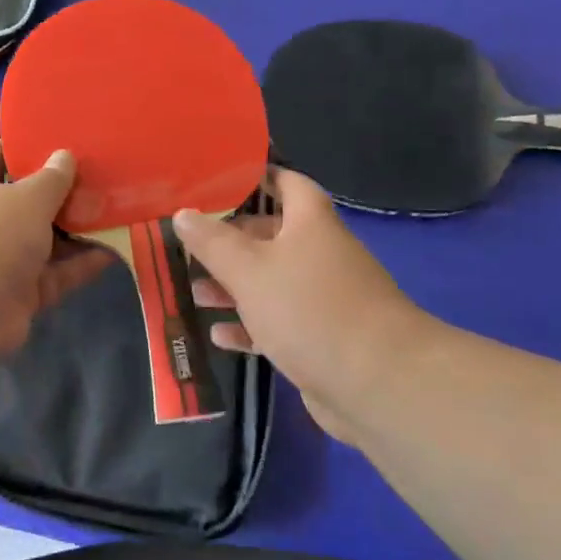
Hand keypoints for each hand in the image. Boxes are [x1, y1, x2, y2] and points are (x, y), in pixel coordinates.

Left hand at [0, 141, 110, 362]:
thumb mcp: (28, 196)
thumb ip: (52, 178)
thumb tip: (64, 156)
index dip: (18, 149)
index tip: (52, 142)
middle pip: (25, 202)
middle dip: (59, 194)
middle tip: (98, 179)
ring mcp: (2, 261)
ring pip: (45, 241)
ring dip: (77, 231)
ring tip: (114, 213)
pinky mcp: (21, 294)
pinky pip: (56, 275)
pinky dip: (81, 265)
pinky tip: (113, 252)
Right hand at [173, 170, 441, 446]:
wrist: (378, 383)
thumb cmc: (309, 308)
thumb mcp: (249, 270)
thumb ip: (212, 242)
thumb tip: (183, 213)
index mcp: (310, 224)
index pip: (287, 183)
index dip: (258, 176)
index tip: (220, 178)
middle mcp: (320, 254)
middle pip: (271, 236)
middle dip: (231, 240)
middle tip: (190, 243)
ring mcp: (323, 299)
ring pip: (271, 282)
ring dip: (234, 287)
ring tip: (194, 291)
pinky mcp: (321, 338)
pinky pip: (278, 323)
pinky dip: (250, 326)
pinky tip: (220, 335)